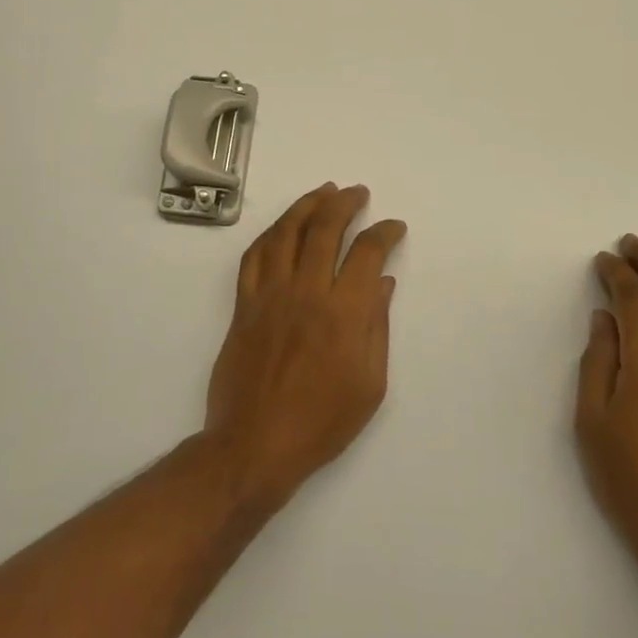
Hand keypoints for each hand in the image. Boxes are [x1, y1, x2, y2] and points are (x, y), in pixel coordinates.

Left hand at [203, 183, 407, 510]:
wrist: (255, 445)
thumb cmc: (321, 423)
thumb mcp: (369, 384)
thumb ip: (376, 327)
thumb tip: (381, 282)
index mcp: (343, 313)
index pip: (366, 252)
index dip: (384, 232)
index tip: (393, 227)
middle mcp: (306, 292)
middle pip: (324, 229)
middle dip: (345, 203)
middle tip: (357, 193)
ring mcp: (269, 295)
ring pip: (286, 232)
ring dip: (306, 205)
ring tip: (323, 192)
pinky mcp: (244, 304)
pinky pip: (254, 255)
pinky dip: (271, 233)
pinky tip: (283, 226)